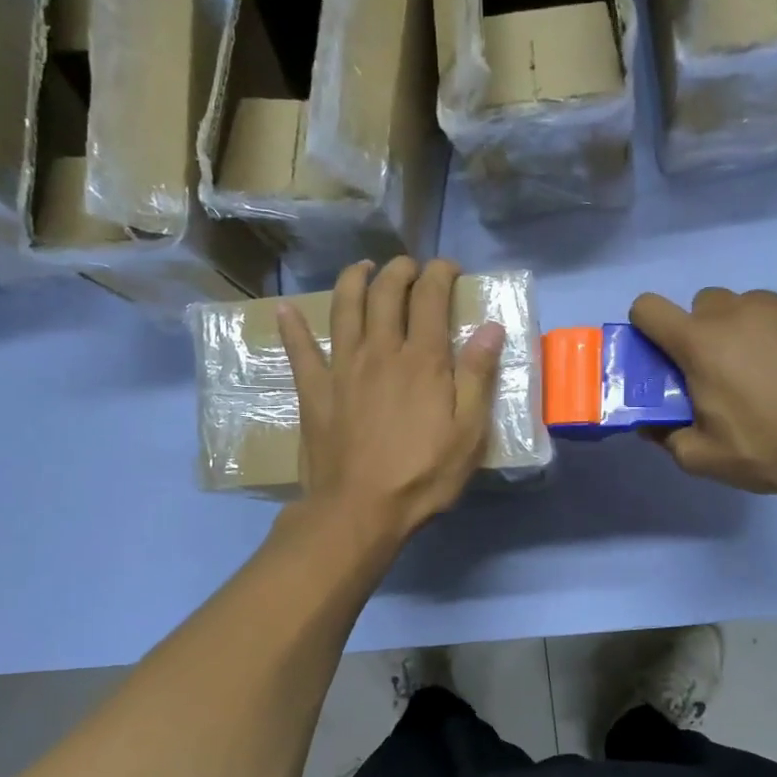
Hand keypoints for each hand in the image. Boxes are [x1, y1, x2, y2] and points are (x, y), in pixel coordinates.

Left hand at [278, 257, 503, 547]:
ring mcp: (342, 367)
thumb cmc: (422, 475)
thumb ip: (478, 377)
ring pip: (344, 308)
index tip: (449, 269)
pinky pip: (299, 350)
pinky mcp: (314, 390)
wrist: (359, 509)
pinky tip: (285, 309)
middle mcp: (380, 351)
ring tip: (362, 268)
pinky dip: (292, 327)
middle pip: (386, 293)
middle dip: (399, 270)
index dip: (441, 274)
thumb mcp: (468, 433)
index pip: (431, 297)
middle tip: (409, 267)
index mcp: (422, 360)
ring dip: (353, 280)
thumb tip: (490, 327)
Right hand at [630, 288, 776, 506]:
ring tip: (766, 372)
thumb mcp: (701, 457)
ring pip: (746, 306)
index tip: (663, 355)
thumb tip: (652, 423)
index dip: (647, 327)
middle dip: (702, 332)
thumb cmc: (768, 449)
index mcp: (699, 342)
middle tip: (720, 372)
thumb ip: (665, 436)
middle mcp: (736, 312)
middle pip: (702, 304)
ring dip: (743, 330)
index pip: (648, 307)